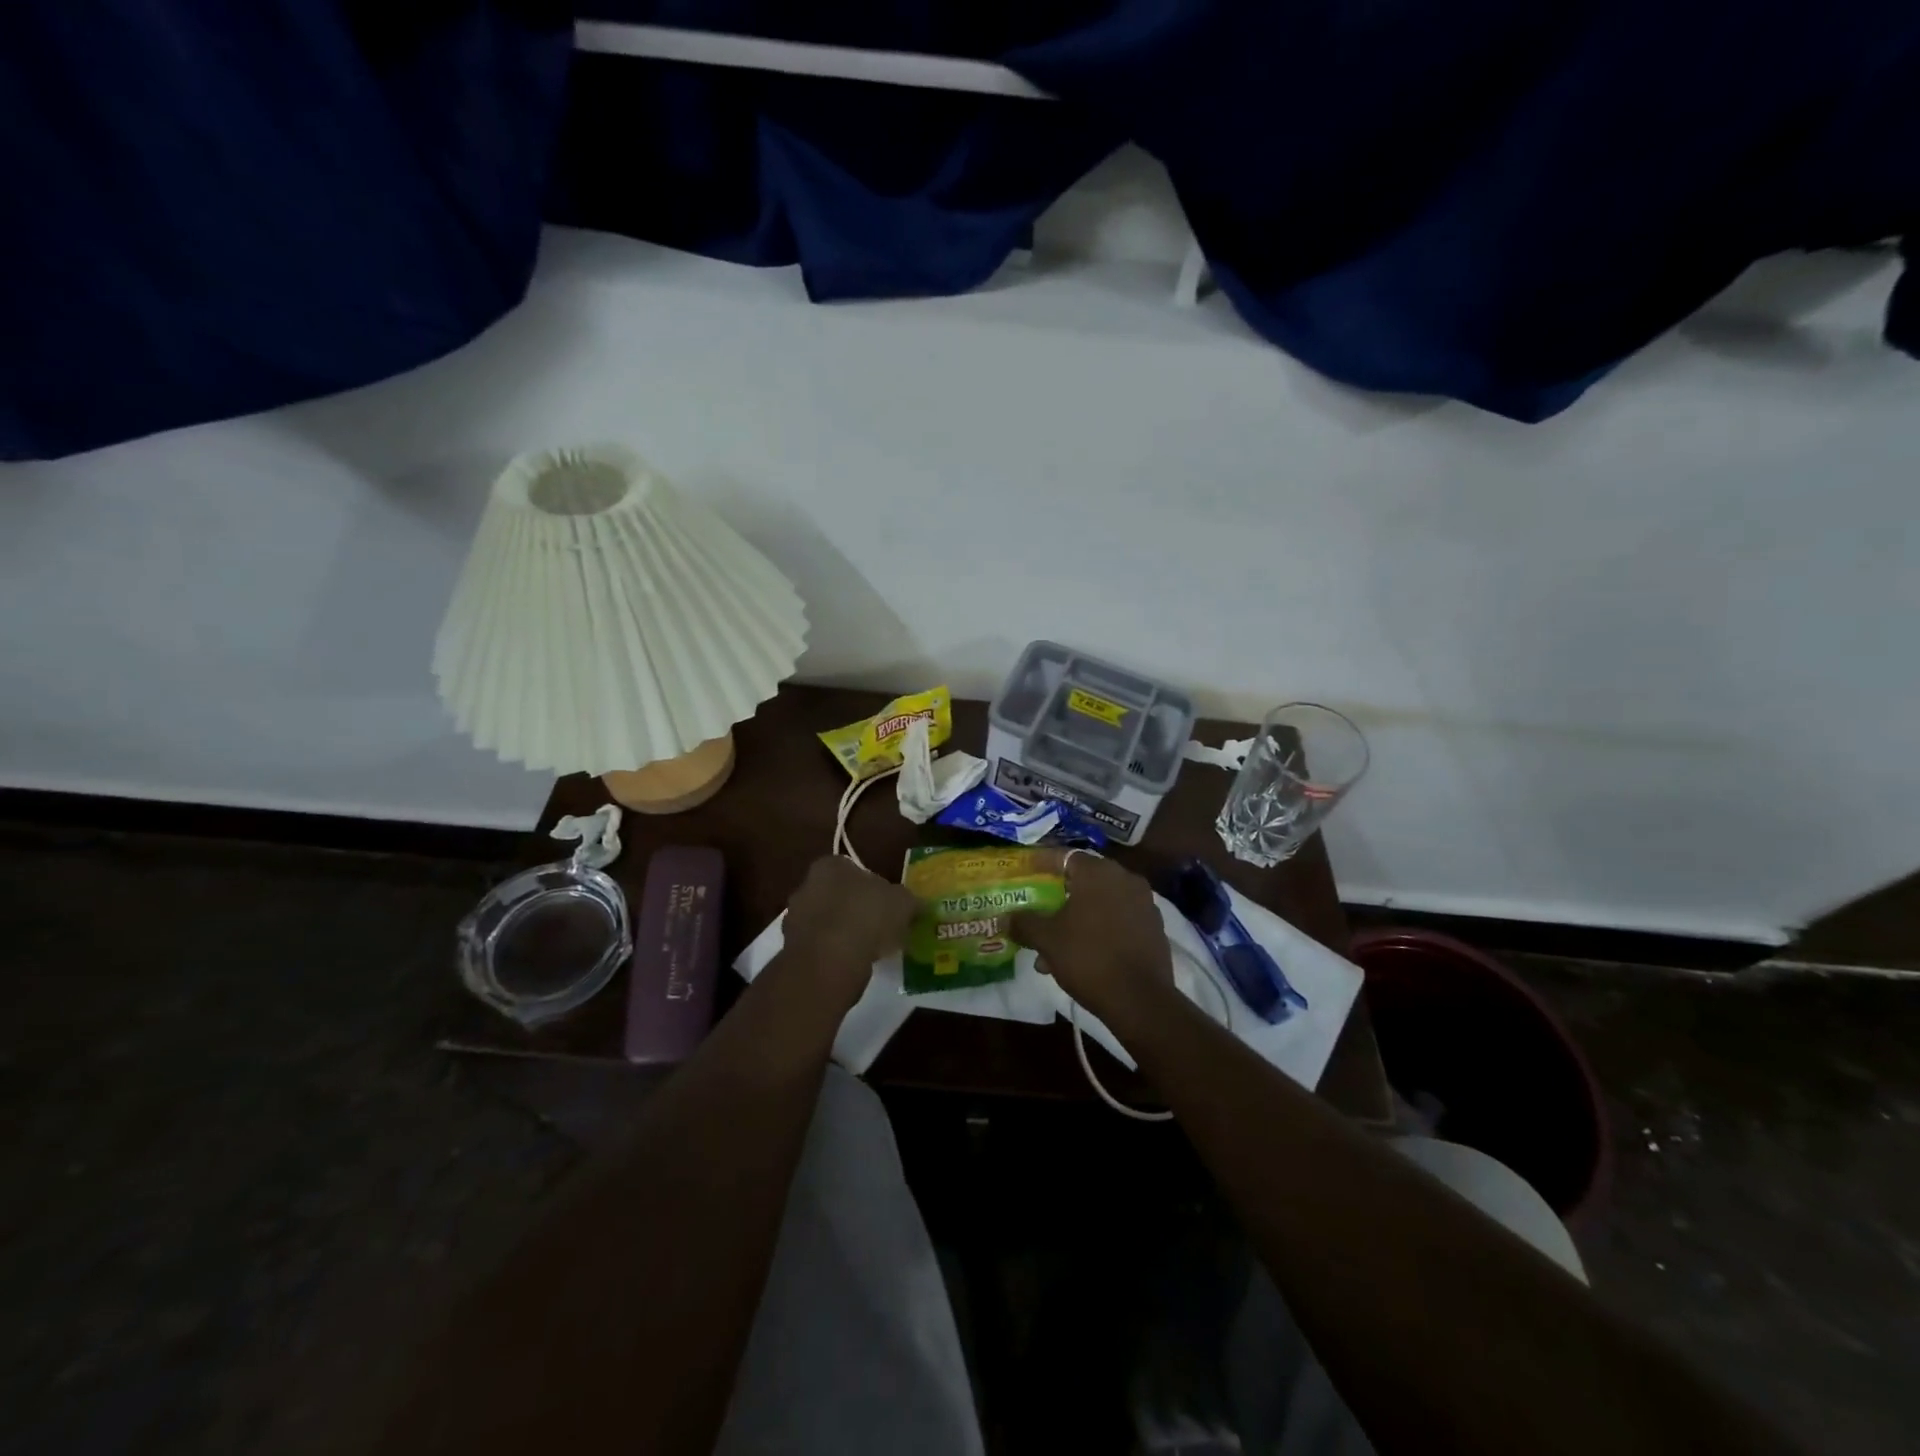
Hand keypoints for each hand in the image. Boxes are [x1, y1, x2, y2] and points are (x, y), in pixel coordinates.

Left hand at [778, 856, 916, 1010]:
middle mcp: (805, 886)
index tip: (888, 905)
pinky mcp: (792, 949)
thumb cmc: (867, 916)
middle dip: (856, 909)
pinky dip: (834, 954)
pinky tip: (854, 965)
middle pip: (837, 895)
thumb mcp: (902, 902)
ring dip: (845, 933)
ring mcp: (795, 919)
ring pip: (827, 922)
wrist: (830, 960)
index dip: (873, 887)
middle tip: (881, 927)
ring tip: (871, 950)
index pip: (853, 870)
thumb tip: (917, 905)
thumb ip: (909, 901)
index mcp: (830, 865)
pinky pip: (820, 947)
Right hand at [1010, 853, 1174, 1034]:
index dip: (1043, 864)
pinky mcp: (1154, 928)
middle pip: (1084, 881)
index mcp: (1098, 873)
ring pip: (1101, 903)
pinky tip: (1082, 955)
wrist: (1140, 999)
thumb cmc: (1088, 957)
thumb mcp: (1047, 940)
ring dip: (1077, 918)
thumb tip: (1005, 917)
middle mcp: (1124, 879)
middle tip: (1039, 912)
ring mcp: (1144, 903)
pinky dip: (1099, 929)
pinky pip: (1119, 920)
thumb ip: (1024, 923)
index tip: (1027, 874)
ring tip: (1054, 946)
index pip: (1065, 857)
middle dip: (1059, 897)